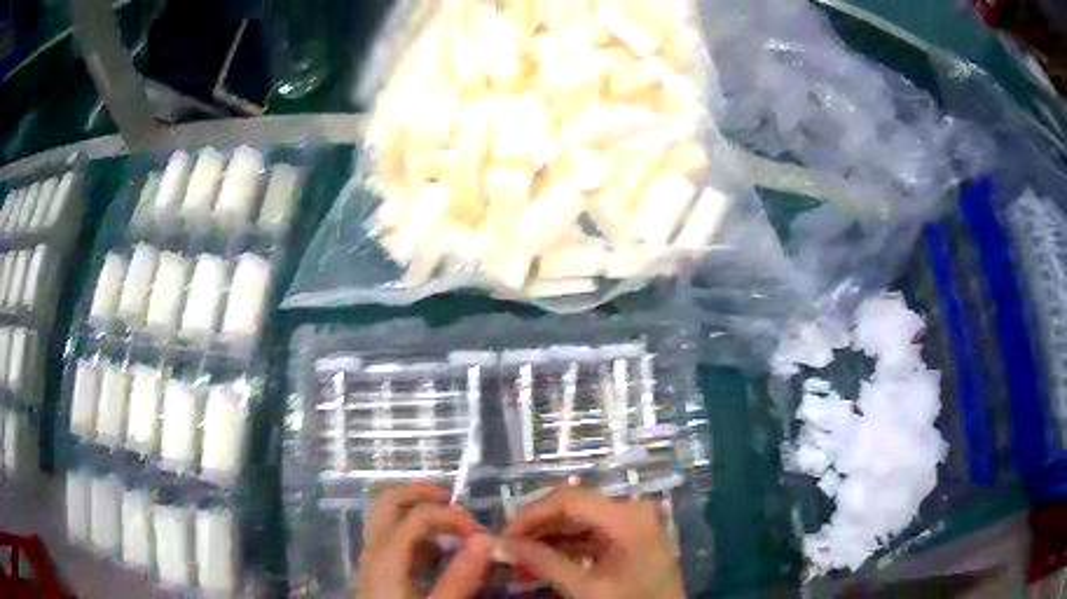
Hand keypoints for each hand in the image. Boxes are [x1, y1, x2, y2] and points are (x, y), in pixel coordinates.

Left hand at [357, 483, 493, 598]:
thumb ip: (461, 577)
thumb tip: (487, 539)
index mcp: (385, 557)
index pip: (417, 515)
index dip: (453, 516)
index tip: (483, 535)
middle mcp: (372, 551)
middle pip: (387, 502)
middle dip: (422, 493)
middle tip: (455, 501)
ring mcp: (371, 560)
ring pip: (385, 517)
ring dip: (415, 510)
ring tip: (449, 524)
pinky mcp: (377, 573)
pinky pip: (390, 538)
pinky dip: (413, 532)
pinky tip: (438, 552)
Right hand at [502, 488, 684, 598]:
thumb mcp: (586, 589)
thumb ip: (544, 563)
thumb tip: (501, 545)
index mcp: (627, 517)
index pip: (568, 499)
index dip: (530, 514)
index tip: (502, 535)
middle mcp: (630, 511)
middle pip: (572, 508)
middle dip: (535, 528)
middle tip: (505, 548)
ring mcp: (630, 524)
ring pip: (577, 522)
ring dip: (545, 539)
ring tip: (516, 560)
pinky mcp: (627, 539)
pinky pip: (588, 536)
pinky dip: (562, 548)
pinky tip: (539, 563)